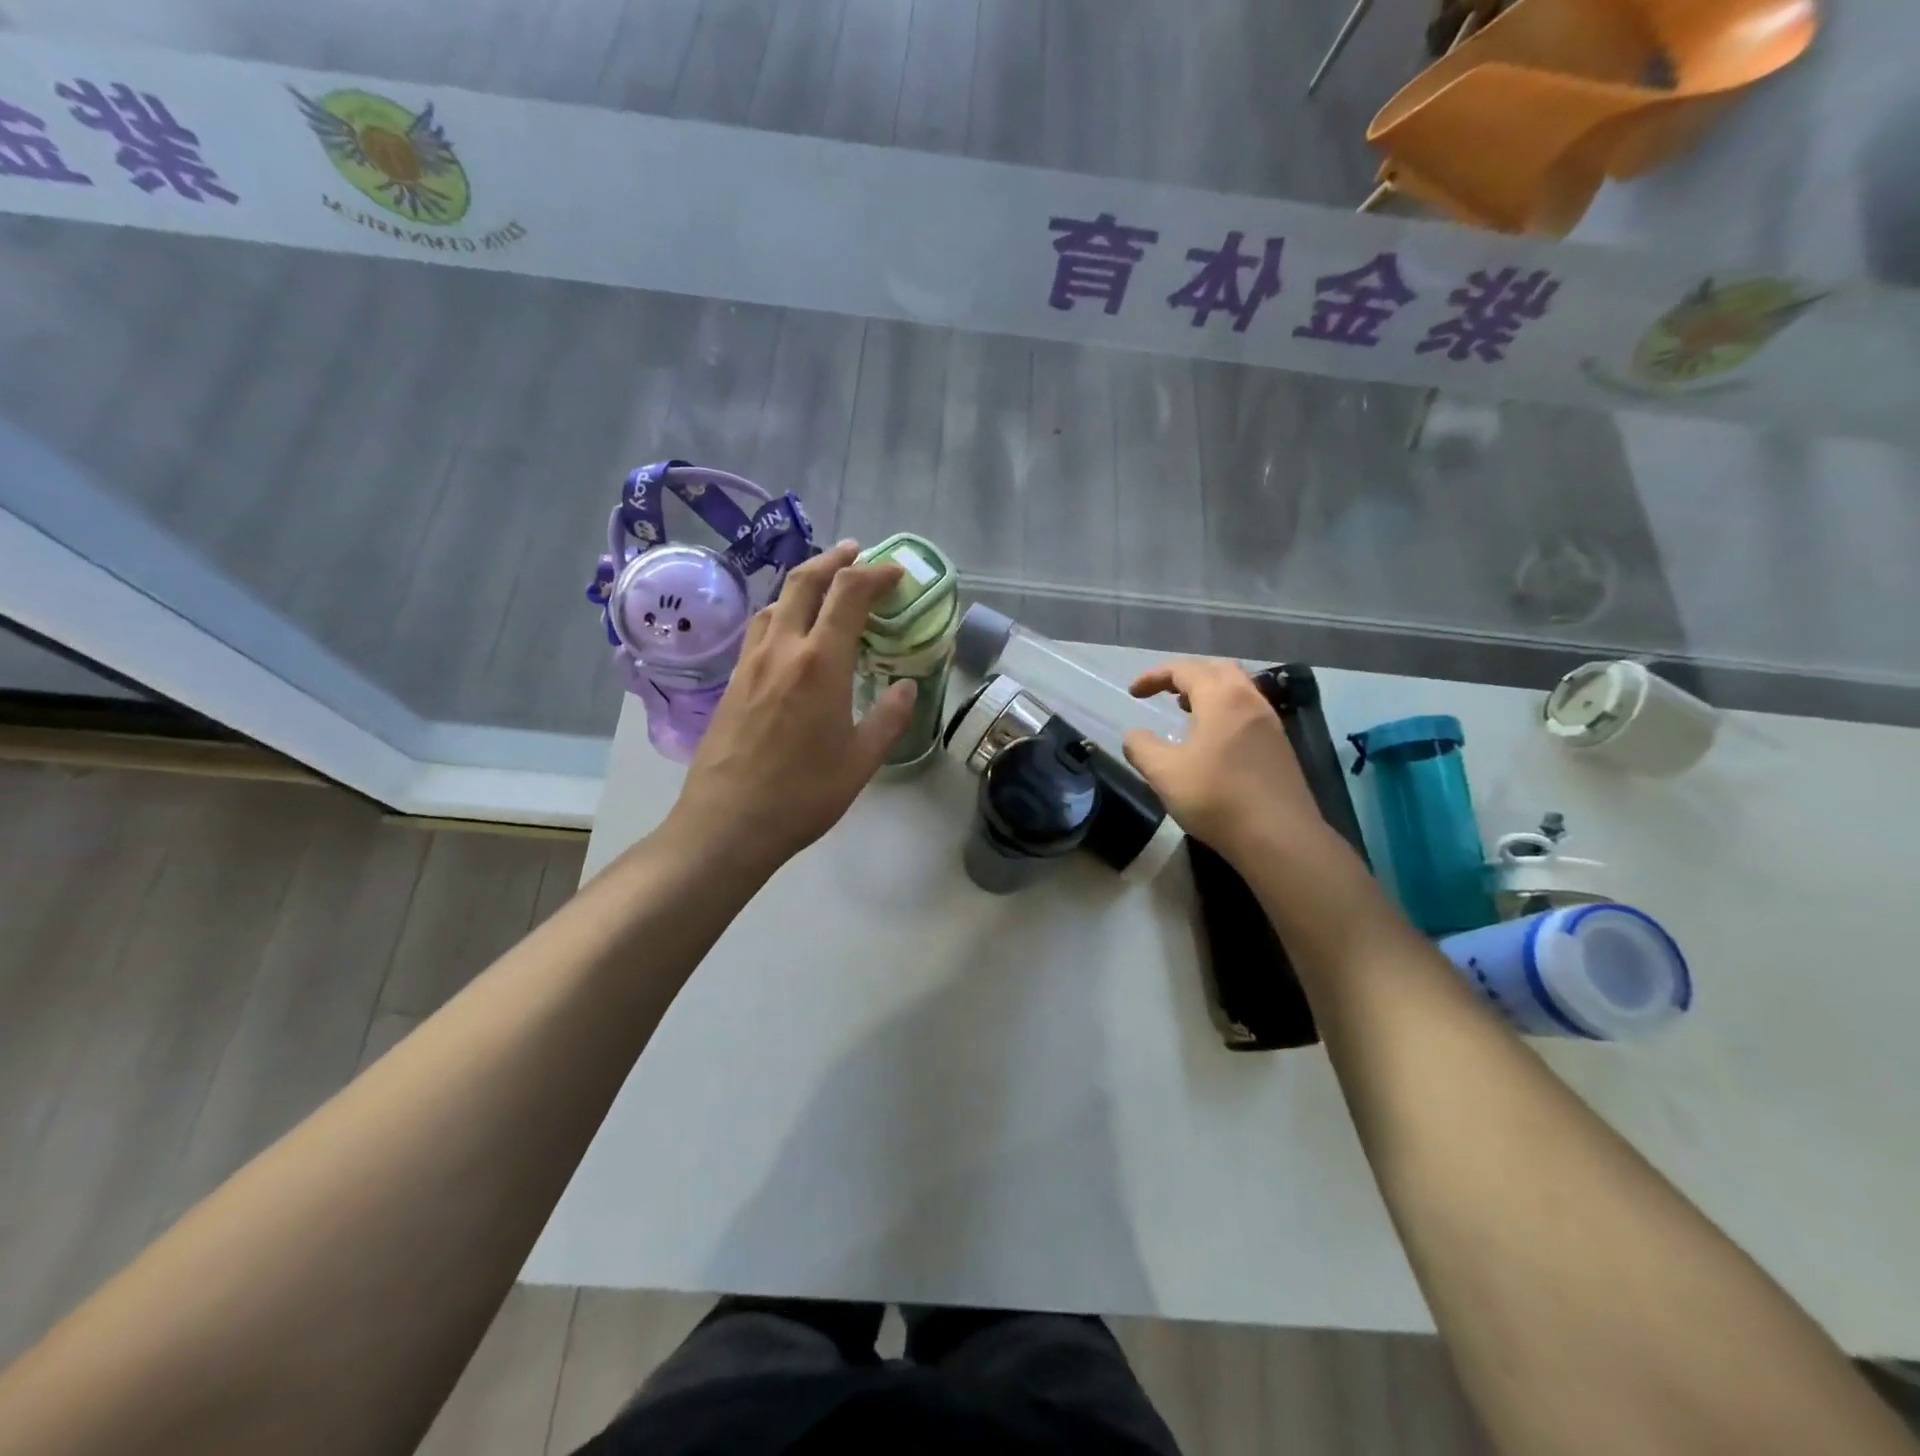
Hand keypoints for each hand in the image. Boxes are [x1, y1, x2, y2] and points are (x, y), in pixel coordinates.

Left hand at [664, 541, 915, 876]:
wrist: (727, 823)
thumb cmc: (802, 795)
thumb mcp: (861, 761)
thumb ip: (889, 718)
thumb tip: (906, 686)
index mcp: (820, 663)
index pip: (848, 594)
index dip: (875, 574)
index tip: (896, 573)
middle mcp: (781, 650)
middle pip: (804, 581)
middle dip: (834, 560)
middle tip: (857, 554)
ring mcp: (750, 663)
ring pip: (777, 601)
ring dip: (804, 583)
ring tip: (826, 588)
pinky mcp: (732, 681)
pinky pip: (760, 628)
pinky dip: (784, 612)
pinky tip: (792, 632)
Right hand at [1121, 659, 1337, 866]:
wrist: (1278, 837)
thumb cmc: (1216, 797)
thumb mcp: (1164, 773)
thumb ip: (1141, 747)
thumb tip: (1133, 735)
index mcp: (1221, 698)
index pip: (1185, 670)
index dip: (1155, 675)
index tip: (1133, 693)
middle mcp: (1250, 701)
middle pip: (1217, 669)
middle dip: (1187, 675)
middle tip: (1164, 692)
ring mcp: (1270, 723)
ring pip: (1238, 689)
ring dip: (1209, 692)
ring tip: (1185, 711)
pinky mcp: (1280, 746)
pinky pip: (1248, 711)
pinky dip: (1225, 710)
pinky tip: (1212, 739)